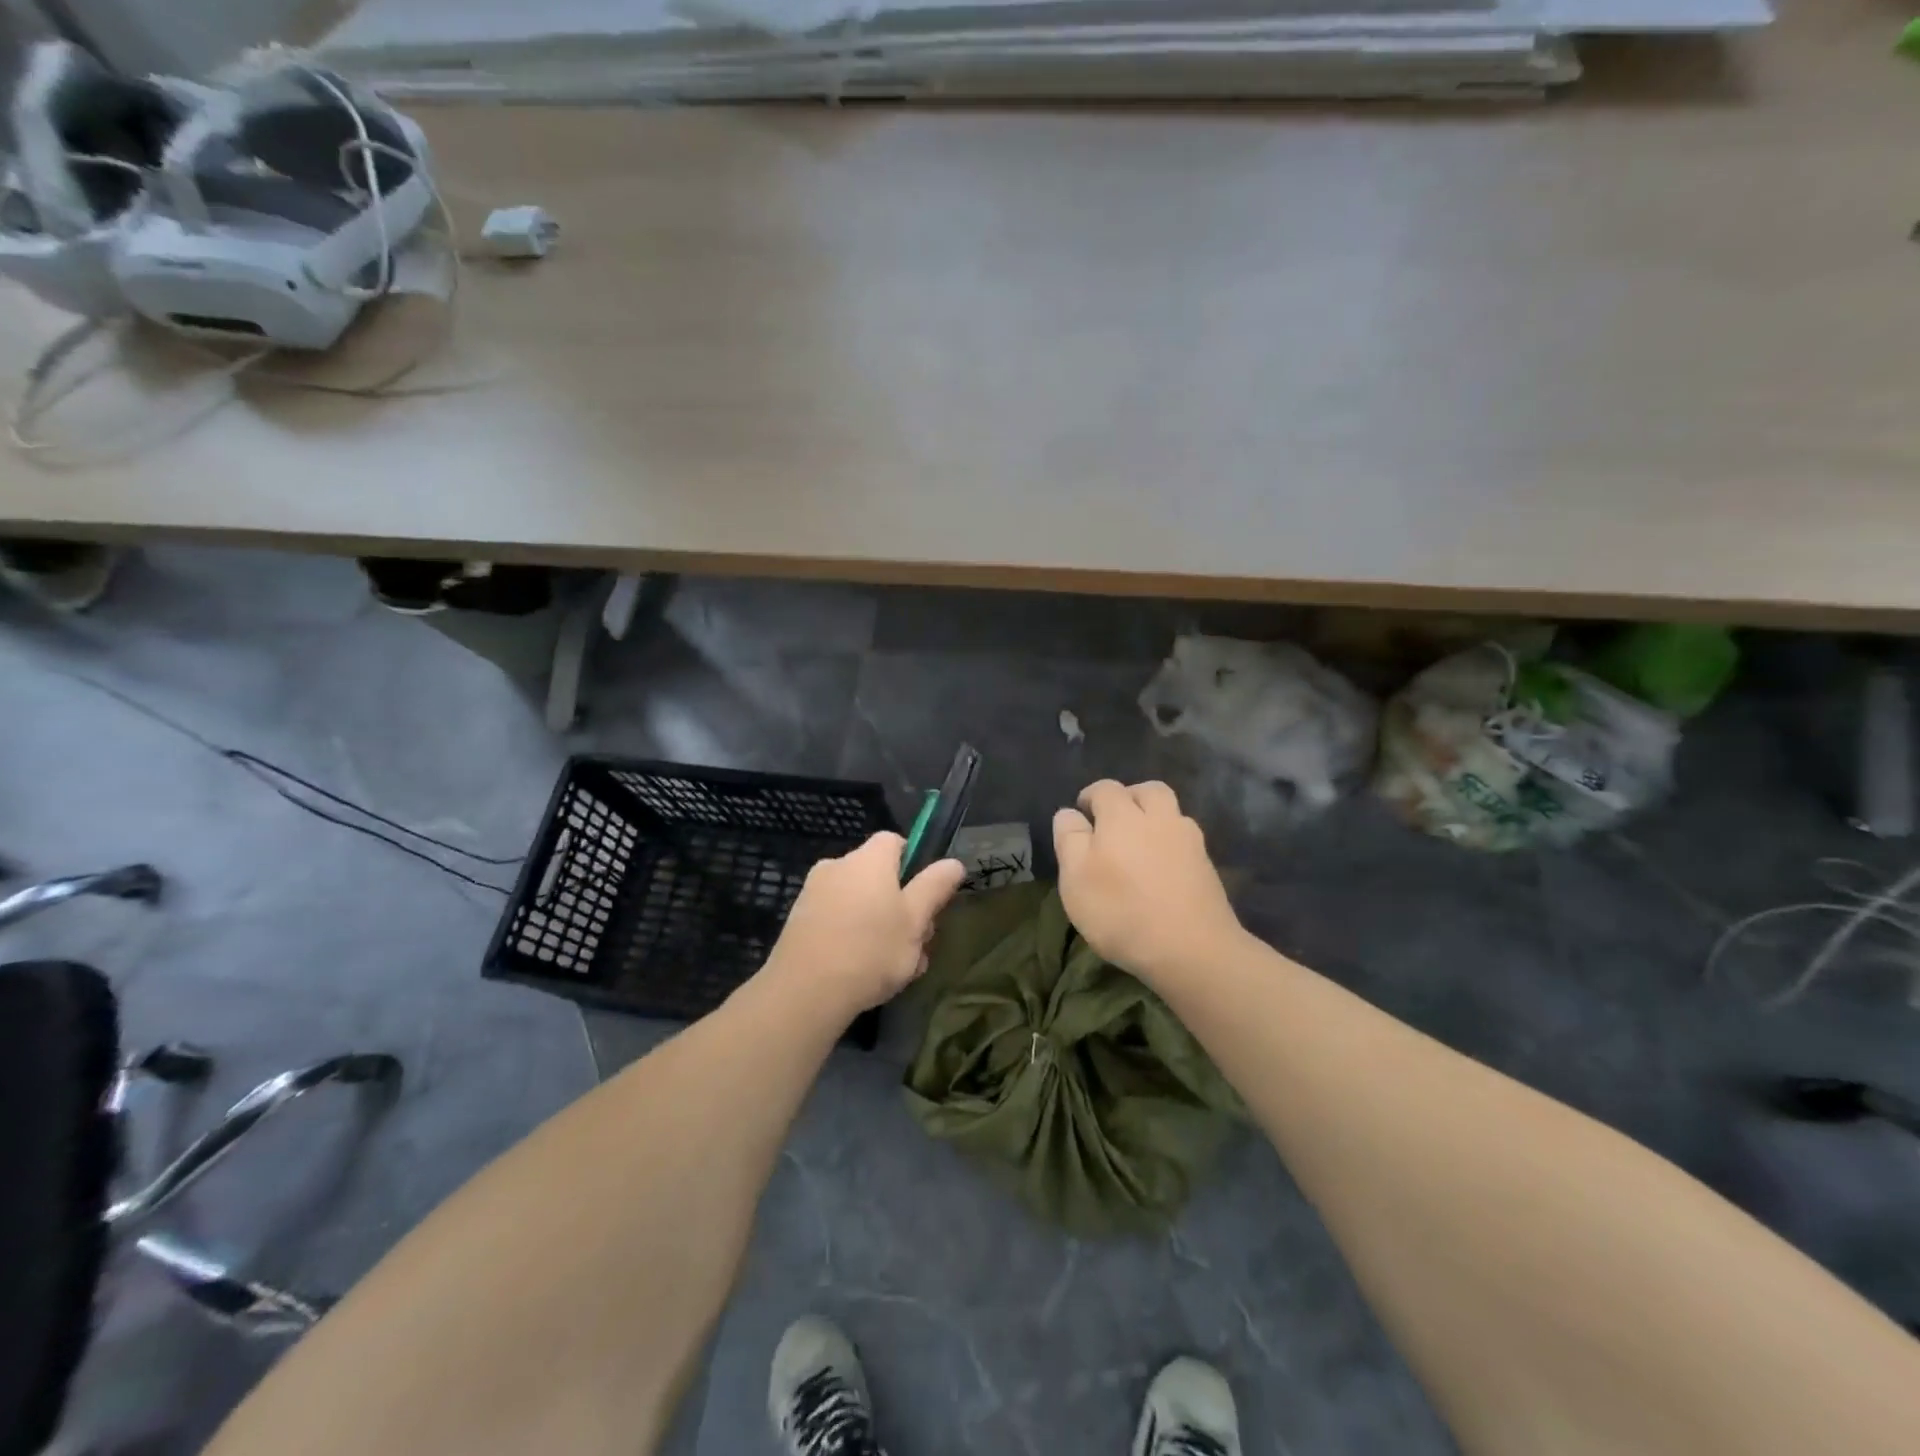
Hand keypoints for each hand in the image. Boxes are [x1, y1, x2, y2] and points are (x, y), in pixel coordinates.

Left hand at [765, 832, 966, 1016]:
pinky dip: (852, 937)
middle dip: (900, 905)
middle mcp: (838, 865)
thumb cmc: (871, 950)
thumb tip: (953, 863)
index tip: (924, 895)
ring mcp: (813, 893)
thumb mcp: (915, 920)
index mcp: (868, 859)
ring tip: (895, 967)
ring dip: (879, 926)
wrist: (805, 992)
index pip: (895, 841)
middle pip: (878, 875)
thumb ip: (934, 887)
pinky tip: (863, 972)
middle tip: (916, 943)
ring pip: (858, 902)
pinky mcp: (799, 921)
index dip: (914, 863)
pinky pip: (836, 920)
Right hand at [1054, 779, 1243, 984]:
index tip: (1081, 814)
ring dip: (1154, 817)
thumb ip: (1069, 839)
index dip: (1090, 796)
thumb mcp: (1076, 878)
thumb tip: (1068, 813)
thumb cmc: (1122, 911)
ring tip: (1138, 844)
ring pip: (1172, 812)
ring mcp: (1190, 841)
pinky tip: (1161, 868)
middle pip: (1148, 790)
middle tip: (1114, 820)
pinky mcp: (1207, 866)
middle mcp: (1160, 818)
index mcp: (1123, 815)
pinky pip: (1185, 839)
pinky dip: (1170, 843)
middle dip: (1129, 797)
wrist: (1192, 949)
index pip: (1105, 789)